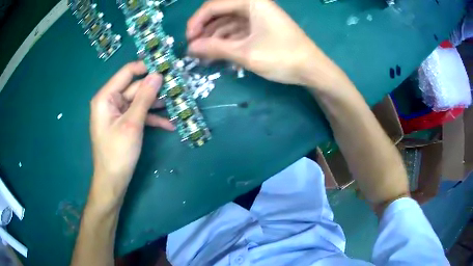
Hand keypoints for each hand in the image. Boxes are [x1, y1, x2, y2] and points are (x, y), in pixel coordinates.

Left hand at [89, 61, 174, 207]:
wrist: (113, 181)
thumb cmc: (118, 153)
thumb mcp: (132, 124)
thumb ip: (144, 97)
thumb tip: (158, 74)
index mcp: (106, 97)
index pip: (127, 72)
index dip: (146, 67)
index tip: (166, 66)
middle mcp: (110, 101)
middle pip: (135, 87)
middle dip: (155, 89)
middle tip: (177, 87)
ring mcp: (118, 113)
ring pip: (139, 101)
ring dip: (157, 104)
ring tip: (177, 104)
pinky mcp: (124, 123)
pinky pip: (139, 115)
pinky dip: (152, 118)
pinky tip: (169, 124)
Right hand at [186, 0, 338, 86]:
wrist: (312, 69)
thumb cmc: (282, 57)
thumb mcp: (245, 53)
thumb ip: (215, 48)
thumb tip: (190, 48)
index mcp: (251, 2)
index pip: (213, 6)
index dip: (196, 22)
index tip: (188, 41)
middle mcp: (253, 4)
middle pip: (219, 12)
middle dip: (204, 30)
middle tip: (194, 49)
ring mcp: (258, 16)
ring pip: (227, 22)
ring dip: (214, 37)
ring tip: (203, 55)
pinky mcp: (261, 27)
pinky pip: (237, 30)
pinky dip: (226, 40)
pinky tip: (217, 53)